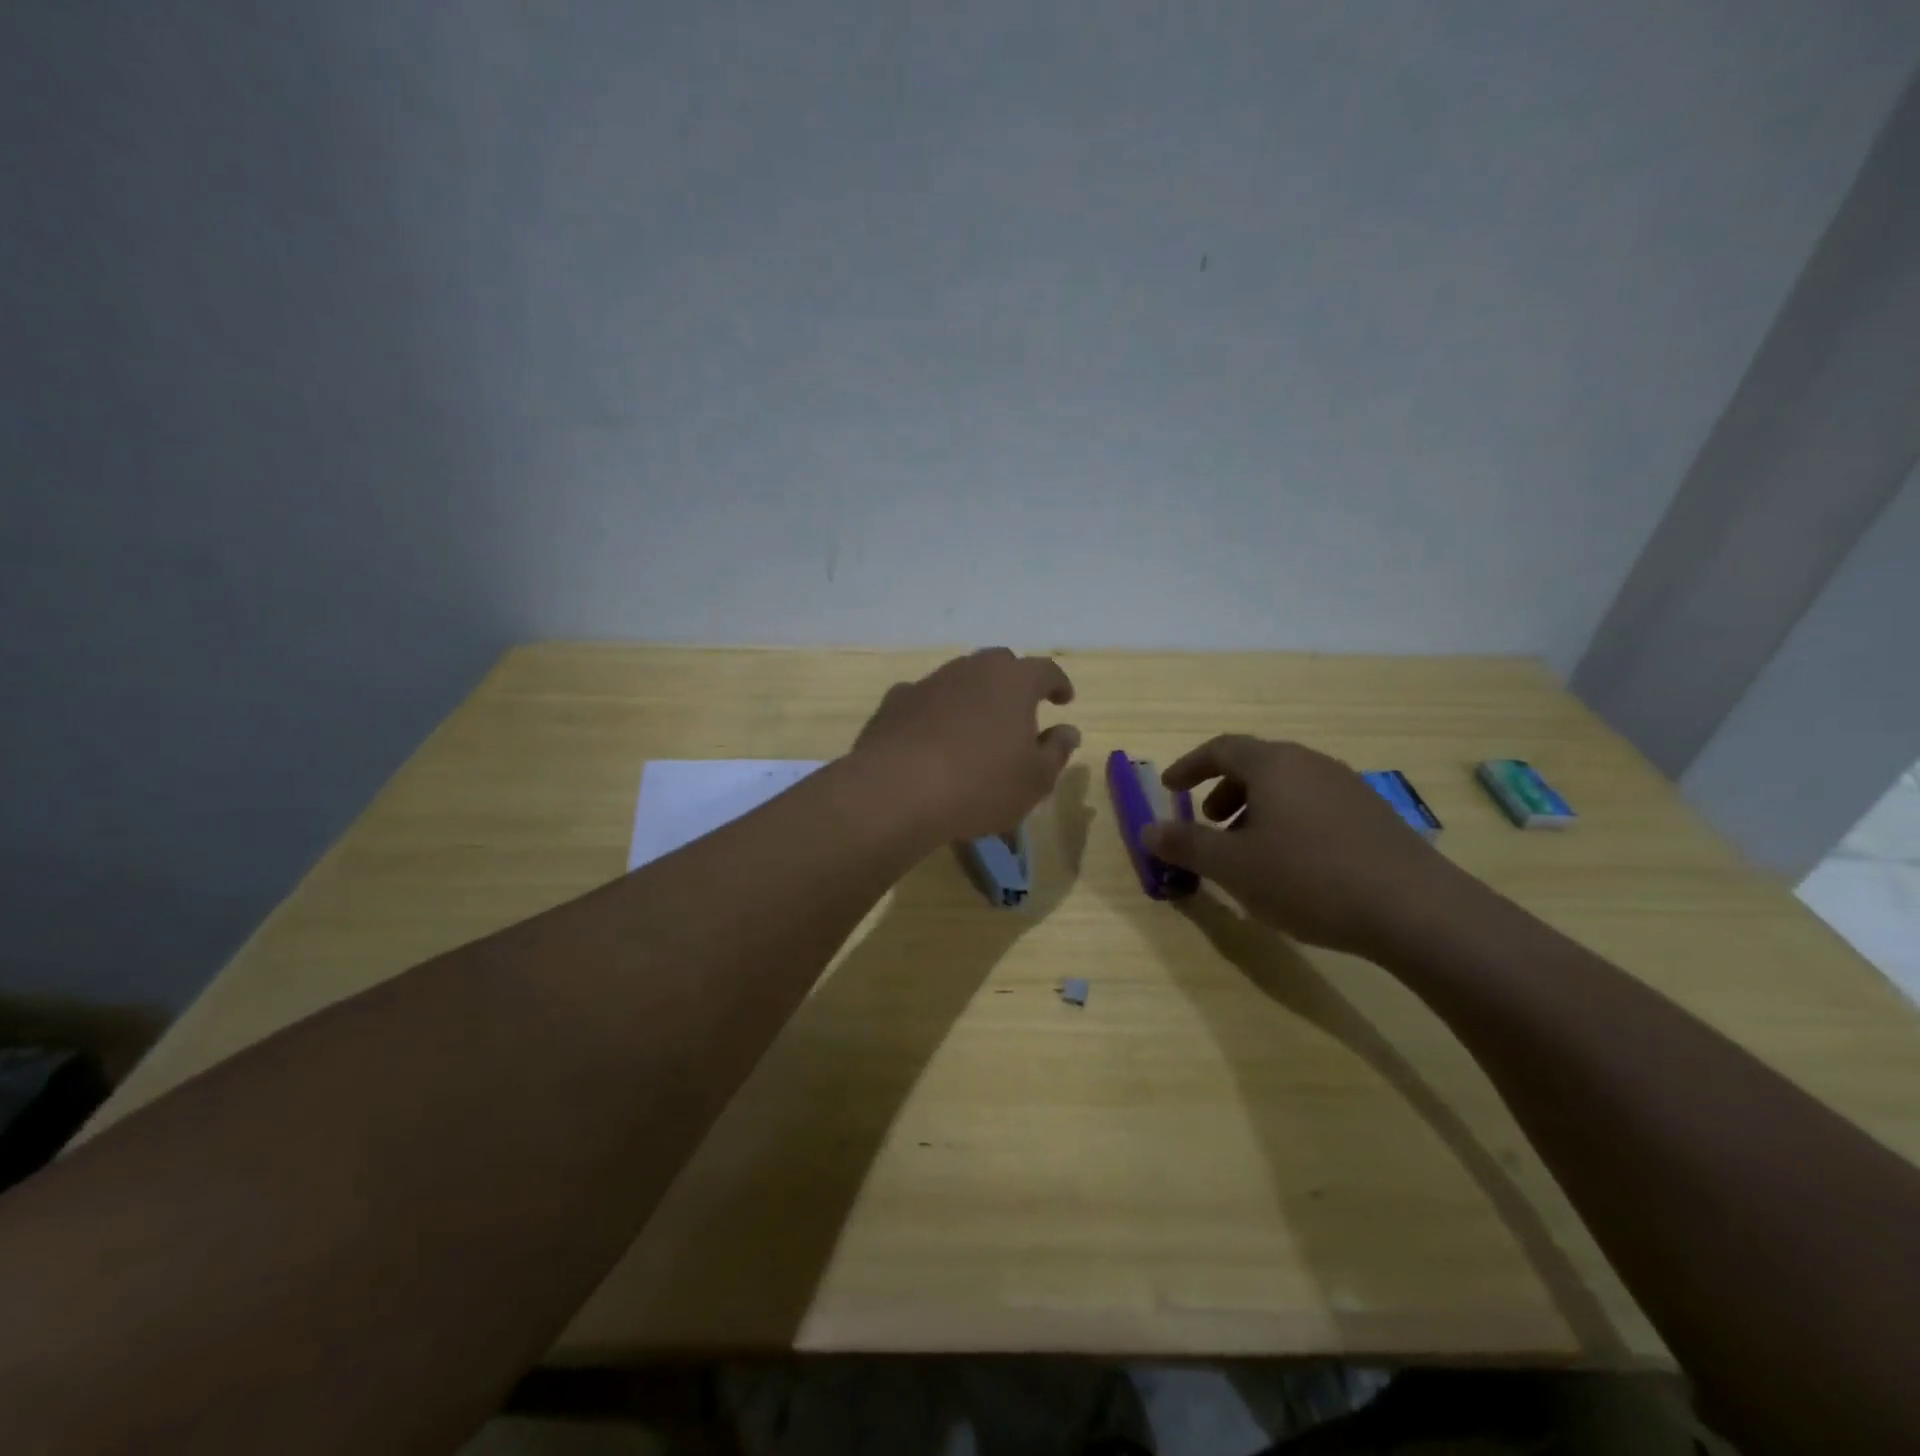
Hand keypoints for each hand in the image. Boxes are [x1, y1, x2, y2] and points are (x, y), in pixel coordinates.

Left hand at [852, 649, 1080, 841]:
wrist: (896, 791)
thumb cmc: (980, 784)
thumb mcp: (1035, 779)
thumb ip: (1056, 751)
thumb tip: (1067, 731)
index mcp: (1013, 681)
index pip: (1045, 670)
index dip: (1057, 683)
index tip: (1064, 699)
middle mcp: (971, 670)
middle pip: (999, 664)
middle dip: (1013, 682)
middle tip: (1019, 709)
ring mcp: (929, 682)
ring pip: (959, 679)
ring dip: (972, 696)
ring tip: (975, 727)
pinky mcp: (895, 702)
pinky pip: (924, 700)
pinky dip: (934, 713)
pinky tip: (931, 738)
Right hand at [1141, 735, 1458, 956]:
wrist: (1415, 910)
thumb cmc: (1308, 878)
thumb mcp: (1232, 866)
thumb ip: (1185, 845)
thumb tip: (1148, 830)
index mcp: (1273, 764)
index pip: (1221, 748)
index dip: (1189, 766)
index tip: (1169, 788)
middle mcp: (1311, 764)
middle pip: (1256, 764)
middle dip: (1223, 790)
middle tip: (1207, 823)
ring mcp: (1348, 787)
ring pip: (1287, 787)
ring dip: (1255, 809)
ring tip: (1247, 850)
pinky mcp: (1373, 816)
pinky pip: (1314, 805)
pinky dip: (1287, 822)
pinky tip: (1292, 866)